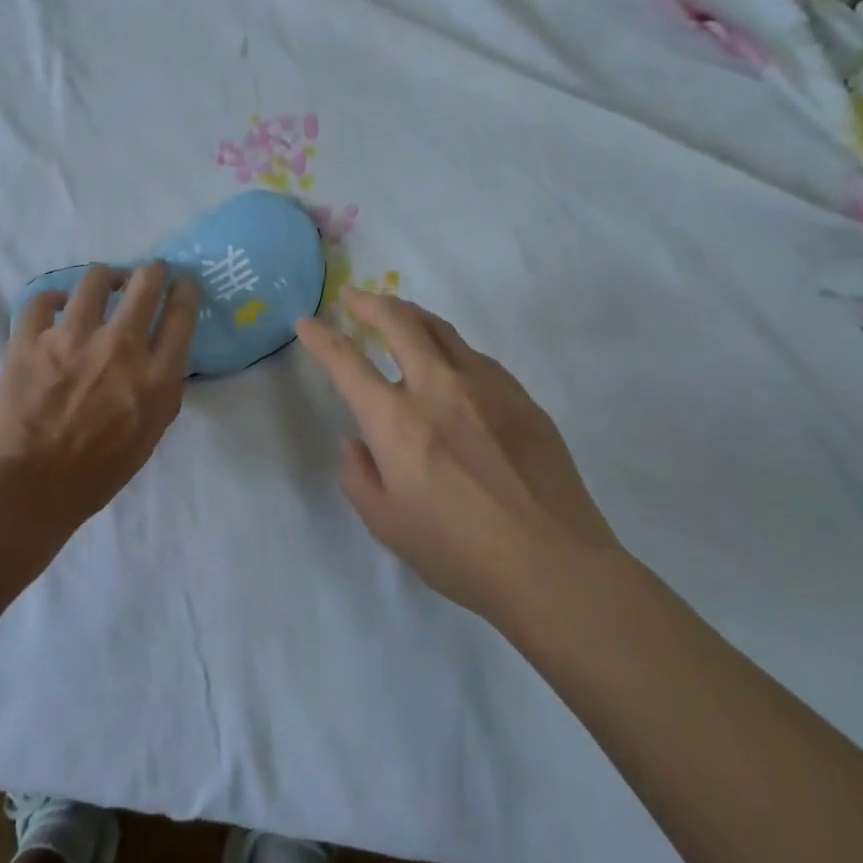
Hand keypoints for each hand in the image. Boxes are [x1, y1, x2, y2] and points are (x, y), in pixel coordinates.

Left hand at [0, 262, 198, 525]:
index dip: (185, 291)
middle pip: (146, 283)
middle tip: (148, 272)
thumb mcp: (150, 435)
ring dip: (105, 278)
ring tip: (103, 284)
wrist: (28, 489)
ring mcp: (72, 338)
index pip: (182, 314)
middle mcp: (120, 346)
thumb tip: (161, 358)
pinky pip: (41, 300)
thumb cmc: (96, 474)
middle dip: (151, 271)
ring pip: (95, 279)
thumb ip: (161, 390)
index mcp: (156, 376)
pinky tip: (55, 306)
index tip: (183, 283)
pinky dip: (51, 300)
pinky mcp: (30, 339)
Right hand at [296, 291, 621, 628]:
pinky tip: (451, 364)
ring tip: (398, 315)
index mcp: (396, 421)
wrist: (555, 566)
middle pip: (398, 321)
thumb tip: (357, 442)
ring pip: (441, 329)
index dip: (321, 337)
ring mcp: (485, 385)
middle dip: (368, 301)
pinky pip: (475, 357)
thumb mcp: (387, 526)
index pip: (347, 361)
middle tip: (353, 296)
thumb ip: (359, 476)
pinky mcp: (520, 396)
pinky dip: (450, 348)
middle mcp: (438, 387)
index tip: (307, 322)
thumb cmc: (461, 553)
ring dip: (410, 315)